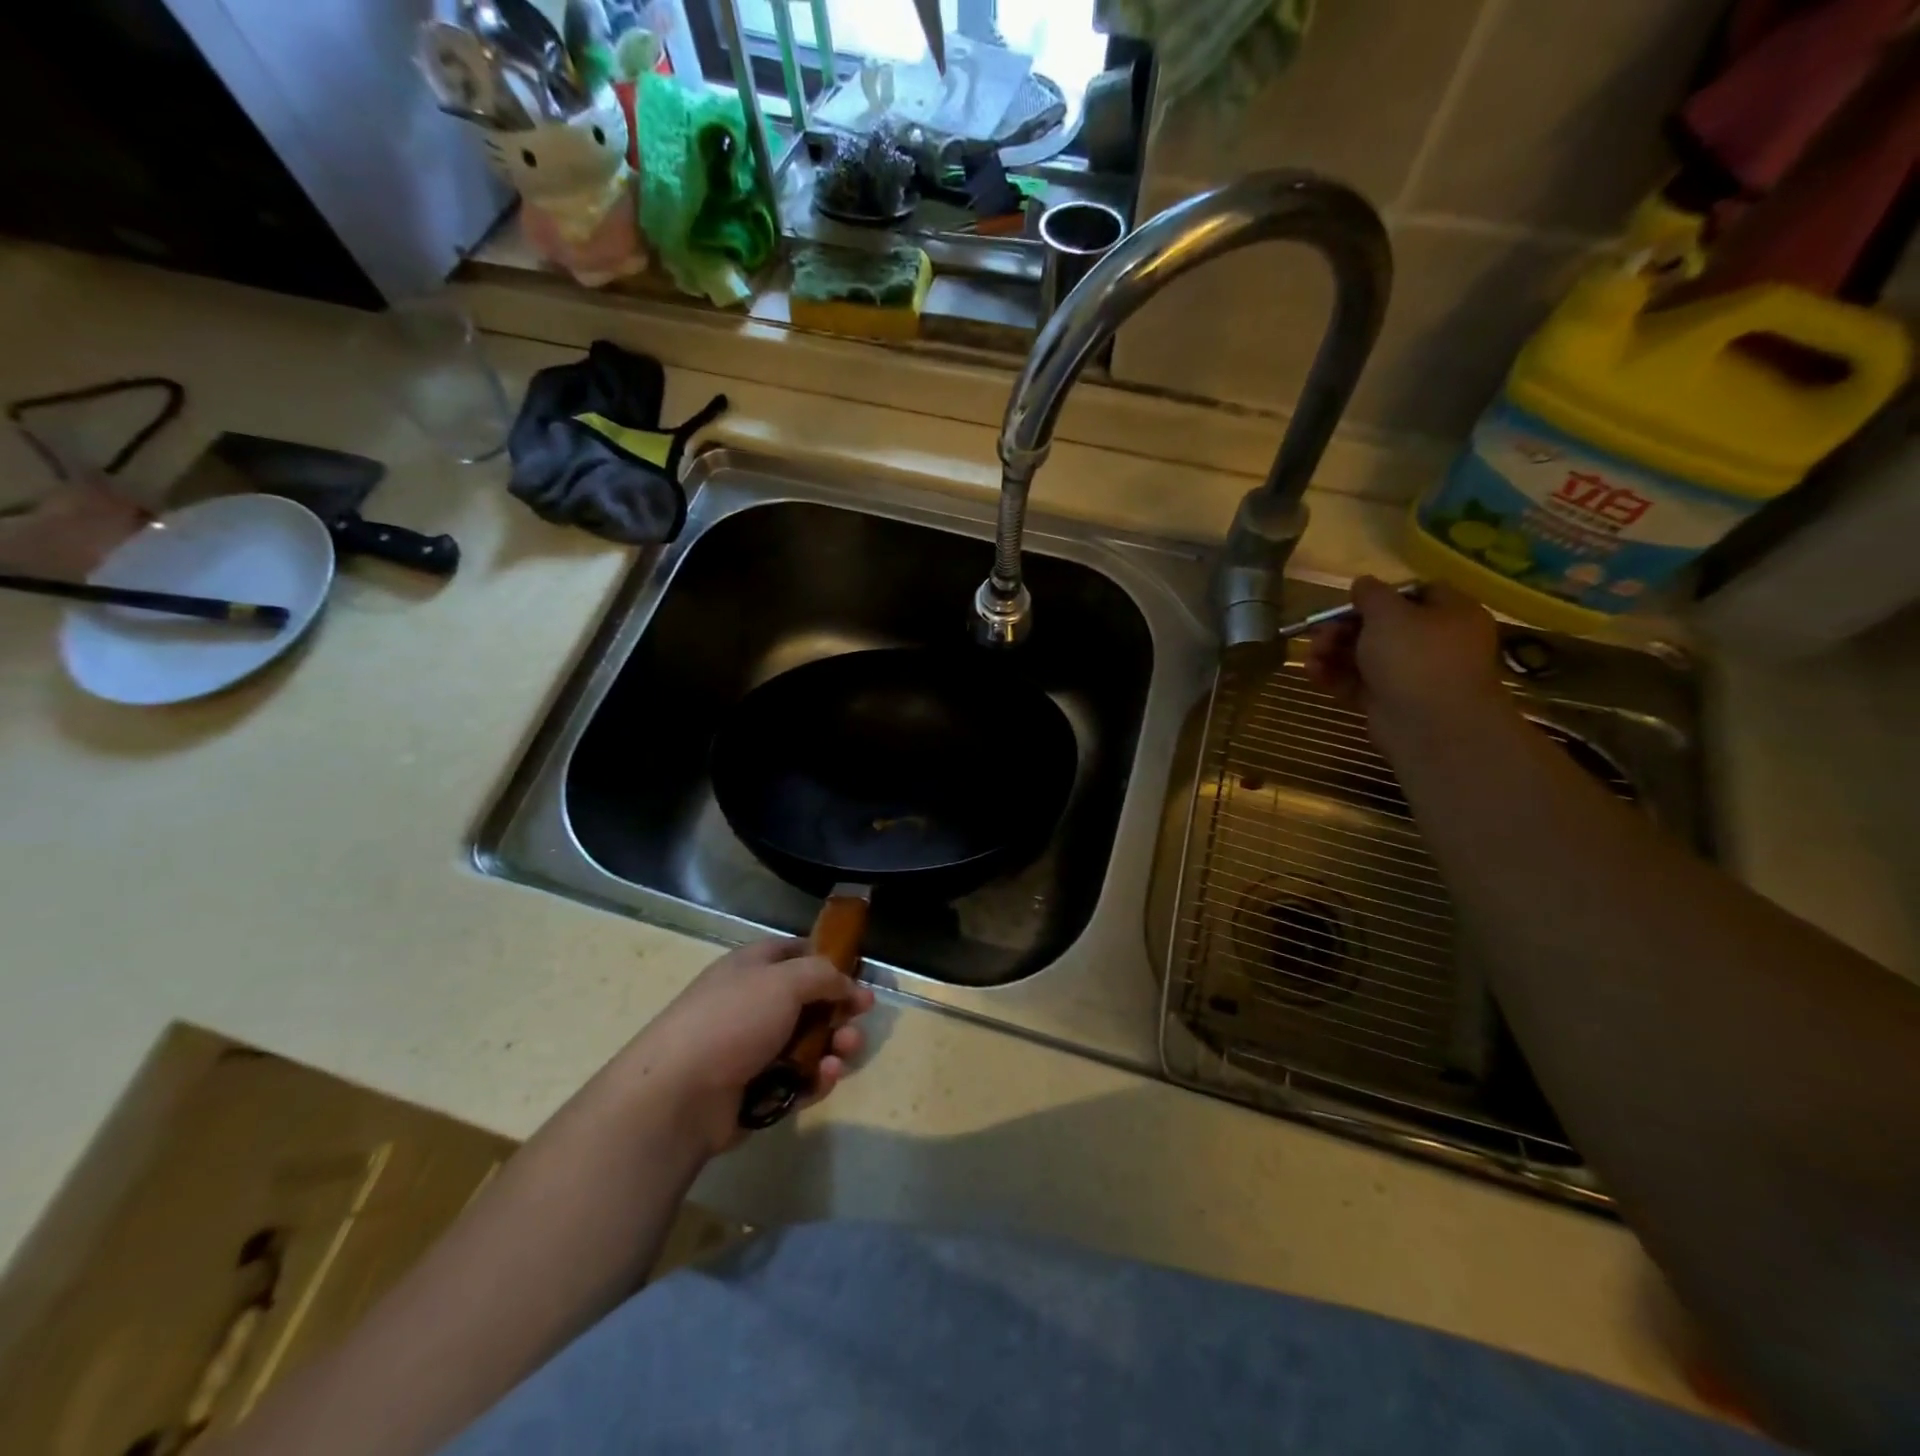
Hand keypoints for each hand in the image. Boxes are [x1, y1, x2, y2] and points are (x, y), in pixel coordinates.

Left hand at [617, 938, 875, 1157]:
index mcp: (753, 968)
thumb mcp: (784, 980)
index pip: (797, 953)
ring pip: (810, 1043)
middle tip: (860, 1016)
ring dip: (835, 1044)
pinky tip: (826, 1076)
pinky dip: (817, 1078)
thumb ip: (824, 974)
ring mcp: (755, 1050)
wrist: (679, 1095)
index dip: (829, 959)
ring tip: (845, 1050)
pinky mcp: (758, 1091)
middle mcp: (754, 1004)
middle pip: (810, 1001)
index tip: (857, 973)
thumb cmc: (732, 1021)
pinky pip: (800, 1080)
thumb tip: (846, 984)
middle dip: (840, 1009)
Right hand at [1304, 577, 1507, 757]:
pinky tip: (1312, 672)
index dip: (1380, 595)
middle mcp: (1435, 643)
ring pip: (1366, 656)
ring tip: (1311, 654)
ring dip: (1334, 652)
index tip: (1351, 601)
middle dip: (1345, 627)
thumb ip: (1371, 594)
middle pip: (1383, 627)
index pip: (1416, 593)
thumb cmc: (1415, 657)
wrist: (1430, 725)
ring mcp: (1412, 675)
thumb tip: (1362, 583)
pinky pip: (1358, 683)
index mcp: (1450, 613)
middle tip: (1320, 632)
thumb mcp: (1389, 613)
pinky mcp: (1390, 702)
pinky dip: (1335, 676)